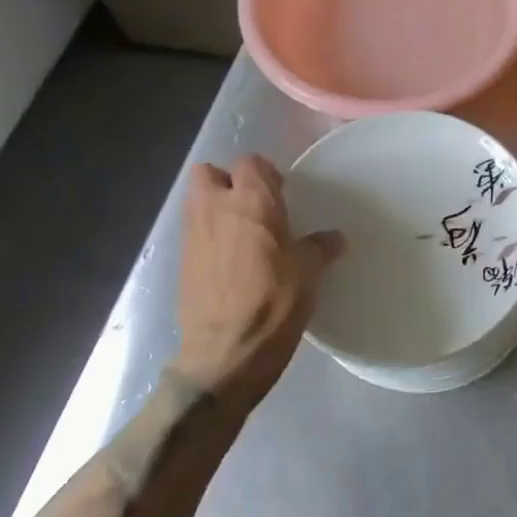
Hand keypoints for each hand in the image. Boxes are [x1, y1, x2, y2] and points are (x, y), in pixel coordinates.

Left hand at [177, 155, 342, 408]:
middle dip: (227, 181)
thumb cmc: (274, 304)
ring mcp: (193, 235)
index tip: (282, 193)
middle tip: (254, 205)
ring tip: (242, 232)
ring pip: (196, 201)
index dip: (265, 173)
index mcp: (252, 202)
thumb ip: (319, 248)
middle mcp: (216, 209)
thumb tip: (334, 239)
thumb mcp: (309, 274)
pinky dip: (208, 236)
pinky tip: (229, 261)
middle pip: (208, 173)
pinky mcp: (181, 263)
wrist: (225, 354)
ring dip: (214, 207)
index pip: (250, 162)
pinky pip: (193, 232)